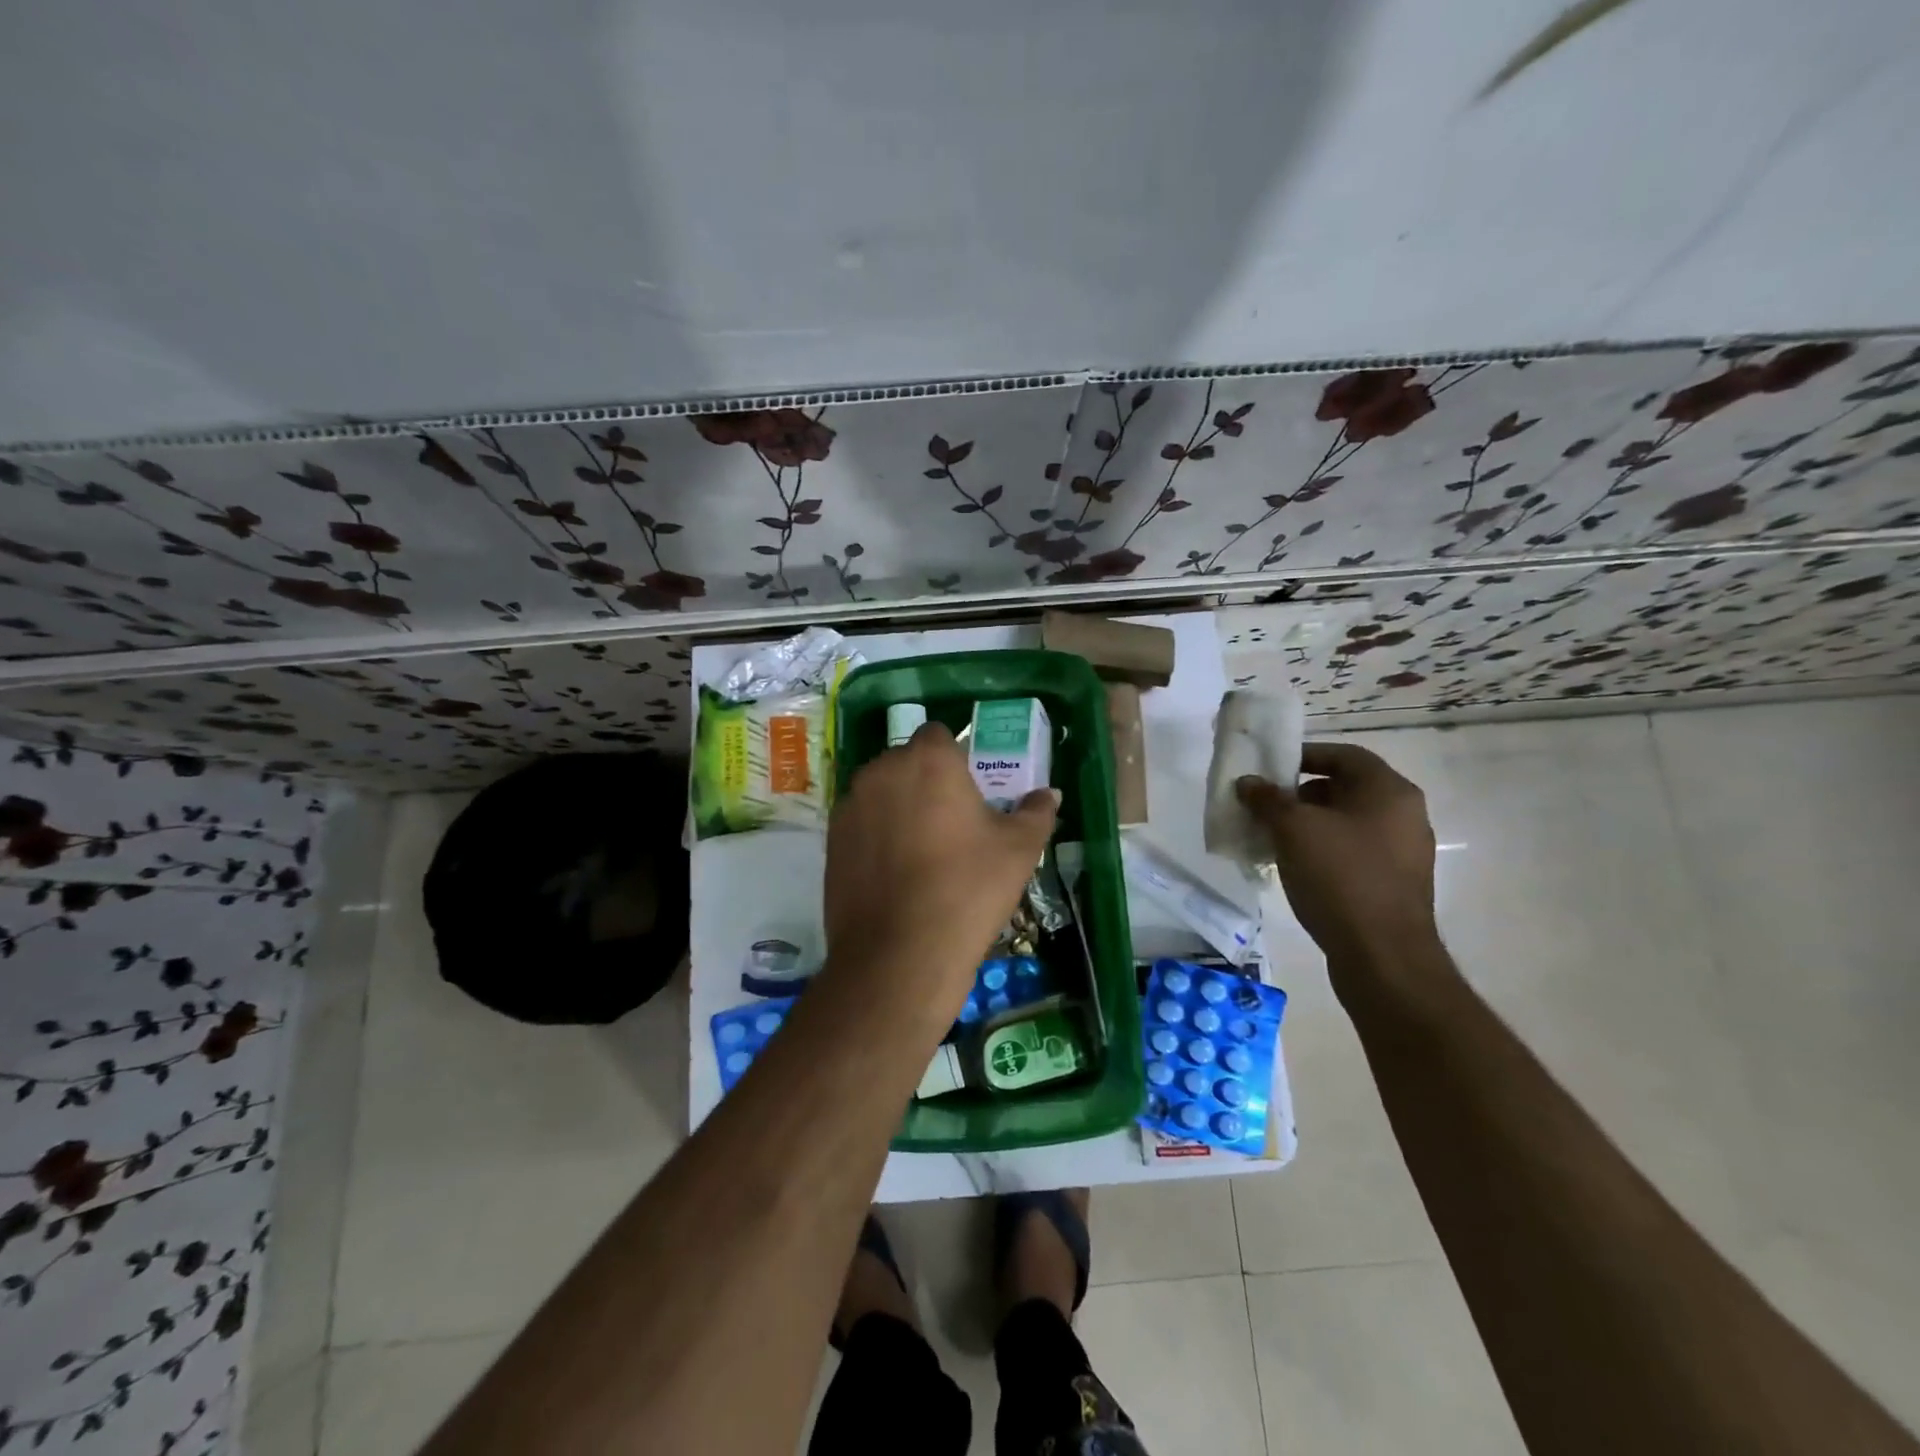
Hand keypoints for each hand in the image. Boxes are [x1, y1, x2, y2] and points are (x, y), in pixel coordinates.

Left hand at [823, 723, 1057, 1021]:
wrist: (899, 953)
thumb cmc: (968, 889)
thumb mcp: (1018, 851)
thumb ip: (1035, 813)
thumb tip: (1048, 794)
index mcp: (929, 760)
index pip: (938, 735)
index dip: (955, 757)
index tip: (969, 789)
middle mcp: (882, 770)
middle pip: (906, 762)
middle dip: (925, 781)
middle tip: (950, 823)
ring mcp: (851, 805)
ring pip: (880, 792)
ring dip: (898, 806)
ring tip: (920, 851)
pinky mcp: (831, 840)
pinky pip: (860, 823)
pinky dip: (875, 835)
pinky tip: (893, 873)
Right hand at [1236, 743, 1439, 980]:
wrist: (1383, 956)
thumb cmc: (1340, 877)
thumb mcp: (1294, 830)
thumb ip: (1268, 799)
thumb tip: (1248, 782)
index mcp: (1389, 791)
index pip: (1344, 755)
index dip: (1304, 754)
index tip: (1270, 767)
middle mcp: (1404, 815)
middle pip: (1345, 788)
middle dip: (1300, 793)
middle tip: (1266, 805)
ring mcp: (1402, 852)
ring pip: (1346, 823)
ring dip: (1308, 824)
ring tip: (1272, 837)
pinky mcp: (1394, 884)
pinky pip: (1353, 852)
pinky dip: (1322, 850)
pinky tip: (1294, 867)